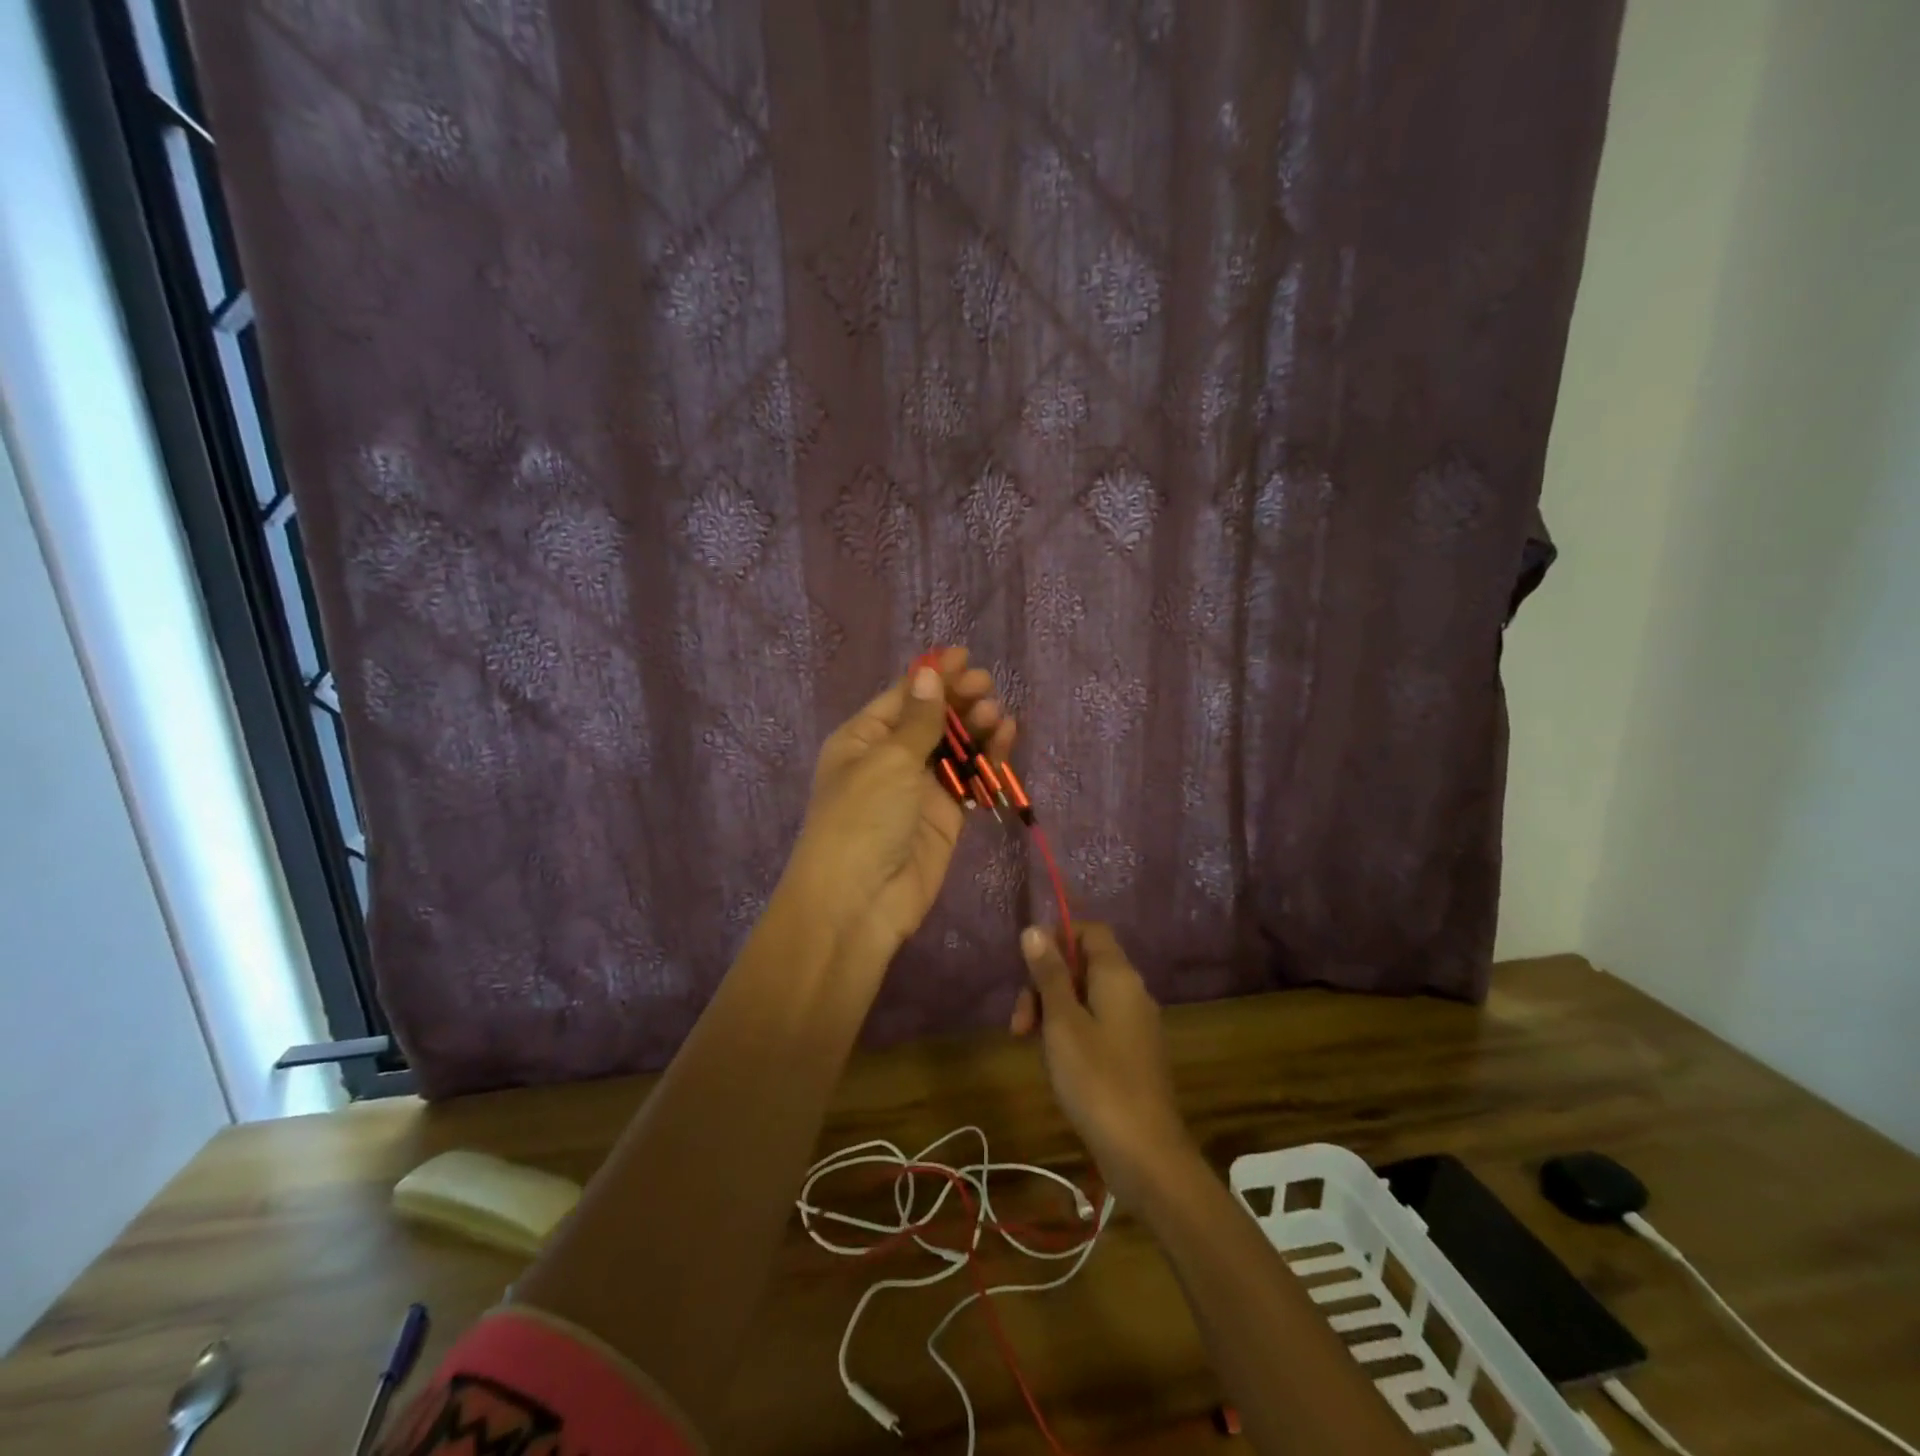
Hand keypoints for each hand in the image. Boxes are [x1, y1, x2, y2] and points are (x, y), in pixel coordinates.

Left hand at [788, 647, 1013, 960]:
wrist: (859, 902)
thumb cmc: (863, 818)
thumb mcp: (887, 760)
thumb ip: (919, 720)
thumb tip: (928, 671)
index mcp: (863, 739)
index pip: (902, 697)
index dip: (933, 675)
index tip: (966, 656)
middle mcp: (889, 759)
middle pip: (931, 719)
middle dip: (958, 700)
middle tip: (987, 686)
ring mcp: (919, 789)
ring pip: (954, 748)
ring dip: (976, 727)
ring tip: (997, 713)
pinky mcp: (945, 817)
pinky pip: (969, 779)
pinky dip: (987, 760)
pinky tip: (1006, 738)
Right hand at [1012, 923, 1198, 1201]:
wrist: (1146, 1155)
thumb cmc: (1098, 1080)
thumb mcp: (1062, 1023)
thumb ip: (1049, 974)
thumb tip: (1035, 929)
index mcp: (1118, 976)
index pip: (1090, 930)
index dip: (1057, 938)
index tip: (1028, 968)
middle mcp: (1132, 991)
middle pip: (1083, 965)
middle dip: (1046, 984)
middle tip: (1020, 1024)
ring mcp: (1135, 1024)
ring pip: (1086, 997)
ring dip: (1053, 1011)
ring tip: (1031, 1045)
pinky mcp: (1133, 1053)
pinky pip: (1097, 1023)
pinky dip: (1071, 1032)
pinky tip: (1056, 1062)